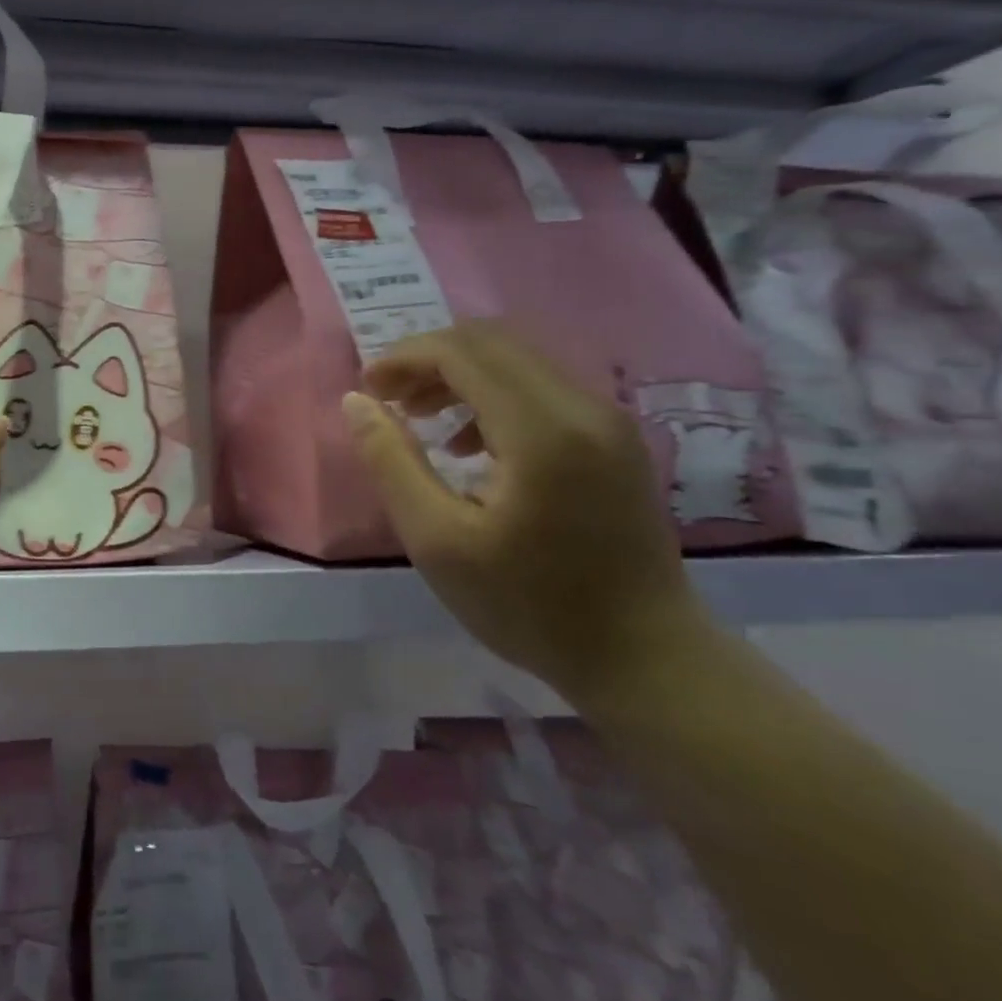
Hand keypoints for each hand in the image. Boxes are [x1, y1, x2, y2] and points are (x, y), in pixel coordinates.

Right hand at [342, 320, 710, 703]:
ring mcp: (608, 419)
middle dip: (428, 359)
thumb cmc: (530, 606)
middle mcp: (583, 406)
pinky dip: (492, 395)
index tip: (367, 389)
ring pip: (518, 359)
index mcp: (542, 430)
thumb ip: (391, 462)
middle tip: (387, 399)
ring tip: (419, 419)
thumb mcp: (438, 540)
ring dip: (459, 375)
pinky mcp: (615, 438)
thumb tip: (356, 401)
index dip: (404, 357)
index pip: (463, 351)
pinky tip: (469, 444)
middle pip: (492, 341)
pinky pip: (542, 387)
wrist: (645, 658)